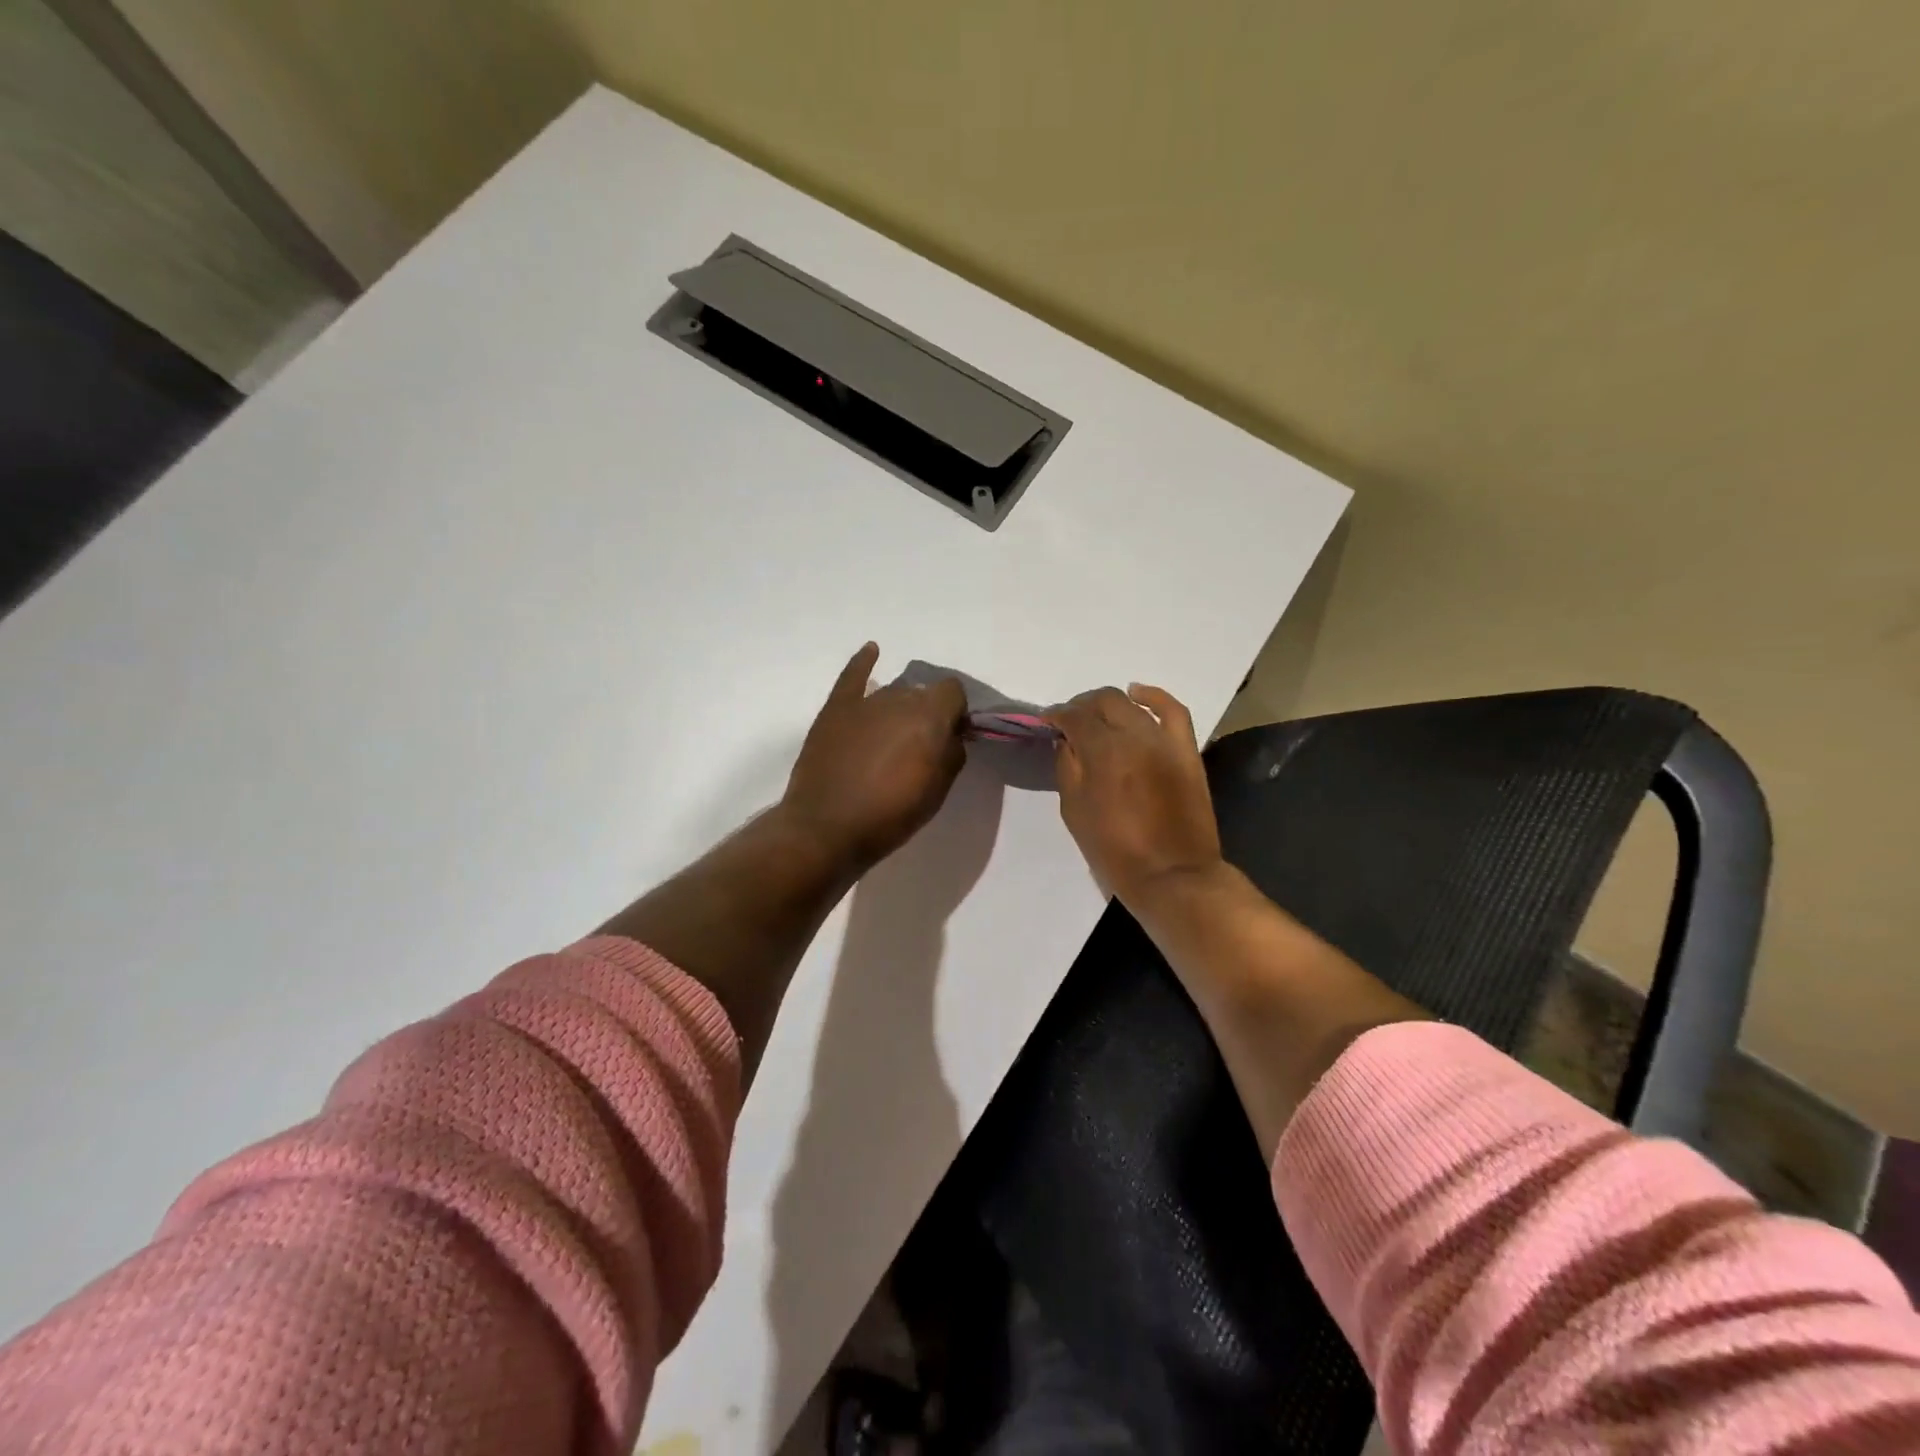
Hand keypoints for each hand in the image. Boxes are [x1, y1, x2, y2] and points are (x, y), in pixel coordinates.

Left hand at [781, 643, 968, 872]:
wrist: (827, 829)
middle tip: (920, 746)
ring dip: (899, 708)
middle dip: (927, 713)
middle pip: (922, 693)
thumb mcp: (937, 791)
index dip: (956, 712)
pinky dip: (863, 662)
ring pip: (892, 692)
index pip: (953, 692)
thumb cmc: (890, 816)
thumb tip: (951, 735)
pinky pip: (852, 676)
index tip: (951, 736)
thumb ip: (951, 754)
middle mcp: (899, 699)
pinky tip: (872, 651)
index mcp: (929, 717)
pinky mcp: (835, 709)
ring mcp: (864, 702)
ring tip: (892, 736)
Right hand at [1048, 684, 1224, 904]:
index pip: (1074, 716)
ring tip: (1100, 715)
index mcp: (1102, 752)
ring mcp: (1164, 740)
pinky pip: (1173, 710)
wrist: (1172, 875)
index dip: (1057, 715)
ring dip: (1111, 703)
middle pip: (1104, 701)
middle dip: (1082, 706)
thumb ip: (1067, 768)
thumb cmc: (1115, 851)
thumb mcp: (1074, 812)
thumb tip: (1066, 741)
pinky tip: (1139, 694)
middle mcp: (1134, 736)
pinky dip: (1155, 697)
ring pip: (1134, 703)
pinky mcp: (1186, 750)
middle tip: (1072, 722)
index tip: (1048, 722)